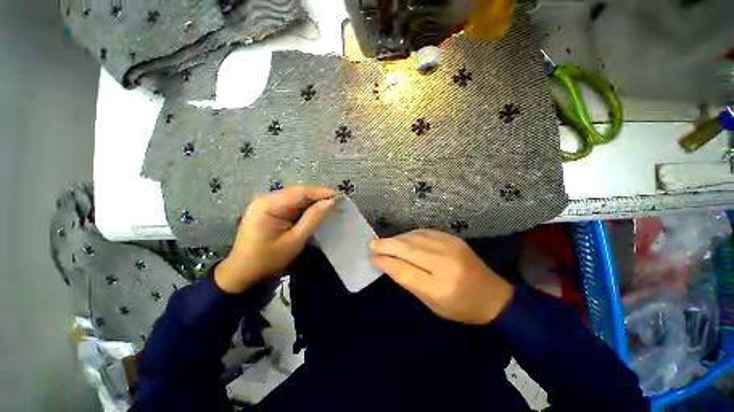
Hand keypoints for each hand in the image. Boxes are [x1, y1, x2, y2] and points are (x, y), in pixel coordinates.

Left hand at [215, 186, 335, 293]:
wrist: (243, 274)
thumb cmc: (268, 260)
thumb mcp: (295, 240)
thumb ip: (312, 218)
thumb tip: (330, 202)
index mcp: (269, 205)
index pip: (300, 192)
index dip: (321, 192)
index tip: (339, 196)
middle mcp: (266, 199)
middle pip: (297, 193)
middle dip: (317, 197)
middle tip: (336, 202)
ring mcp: (265, 204)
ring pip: (294, 198)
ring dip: (311, 202)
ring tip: (329, 206)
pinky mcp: (267, 211)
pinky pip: (290, 204)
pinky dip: (303, 207)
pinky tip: (314, 211)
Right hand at [370, 230, 514, 324]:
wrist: (493, 296)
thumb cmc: (461, 307)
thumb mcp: (432, 304)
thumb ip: (410, 283)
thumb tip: (388, 264)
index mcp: (440, 288)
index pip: (405, 271)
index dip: (386, 263)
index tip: (373, 258)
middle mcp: (445, 264)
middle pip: (409, 249)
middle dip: (387, 245)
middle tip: (372, 243)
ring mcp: (451, 247)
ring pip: (416, 238)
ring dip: (398, 239)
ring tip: (386, 241)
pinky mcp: (454, 239)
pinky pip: (426, 232)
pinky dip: (411, 234)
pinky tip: (403, 238)